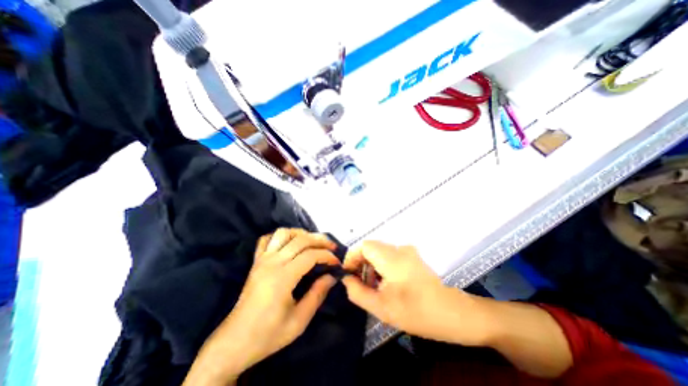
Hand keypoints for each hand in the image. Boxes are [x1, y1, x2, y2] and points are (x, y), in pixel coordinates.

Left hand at [186, 228, 341, 383]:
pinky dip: (280, 236)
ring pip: (283, 233)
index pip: (310, 255)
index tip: (337, 263)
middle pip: (300, 240)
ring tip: (312, 242)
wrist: (235, 342)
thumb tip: (332, 276)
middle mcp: (272, 262)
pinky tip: (289, 243)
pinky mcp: (256, 261)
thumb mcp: (299, 321)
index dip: (327, 256)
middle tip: (332, 246)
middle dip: (320, 240)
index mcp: (283, 277)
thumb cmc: (269, 334)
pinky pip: (266, 239)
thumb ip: (317, 294)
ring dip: (301, 233)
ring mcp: (262, 259)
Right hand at [341, 241, 485, 345]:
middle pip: (371, 248)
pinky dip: (382, 267)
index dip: (352, 257)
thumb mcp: (381, 306)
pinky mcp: (412, 258)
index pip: (363, 245)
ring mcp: (407, 252)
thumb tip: (346, 279)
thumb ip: (358, 292)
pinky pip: (390, 257)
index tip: (347, 274)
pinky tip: (385, 284)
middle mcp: (399, 248)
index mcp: (391, 257)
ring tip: (371, 287)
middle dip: (361, 264)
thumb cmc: (416, 311)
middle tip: (358, 283)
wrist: (453, 313)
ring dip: (371, 266)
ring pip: (380, 253)